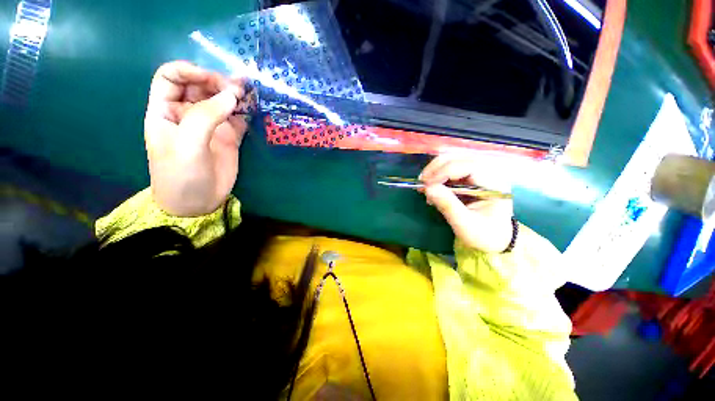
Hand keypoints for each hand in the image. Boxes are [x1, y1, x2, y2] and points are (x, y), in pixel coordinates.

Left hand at [144, 61, 248, 216]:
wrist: (198, 203)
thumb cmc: (182, 175)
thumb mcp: (188, 145)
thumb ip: (206, 117)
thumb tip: (232, 95)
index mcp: (166, 110)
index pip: (171, 77)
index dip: (190, 71)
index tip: (212, 80)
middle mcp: (188, 113)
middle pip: (200, 85)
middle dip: (217, 81)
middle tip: (237, 89)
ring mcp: (211, 125)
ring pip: (221, 99)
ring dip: (234, 92)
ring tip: (249, 90)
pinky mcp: (229, 137)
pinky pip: (238, 117)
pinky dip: (246, 110)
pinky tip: (254, 106)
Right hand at [420, 155, 513, 252]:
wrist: (495, 239)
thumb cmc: (484, 234)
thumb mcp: (465, 224)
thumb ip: (447, 205)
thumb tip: (427, 188)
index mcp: (495, 184)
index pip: (469, 166)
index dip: (445, 171)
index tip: (426, 184)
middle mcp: (490, 172)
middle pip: (460, 158)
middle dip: (437, 168)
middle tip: (422, 182)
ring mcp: (480, 173)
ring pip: (454, 160)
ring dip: (436, 170)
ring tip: (424, 185)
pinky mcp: (471, 177)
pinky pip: (451, 169)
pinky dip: (438, 175)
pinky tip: (432, 187)